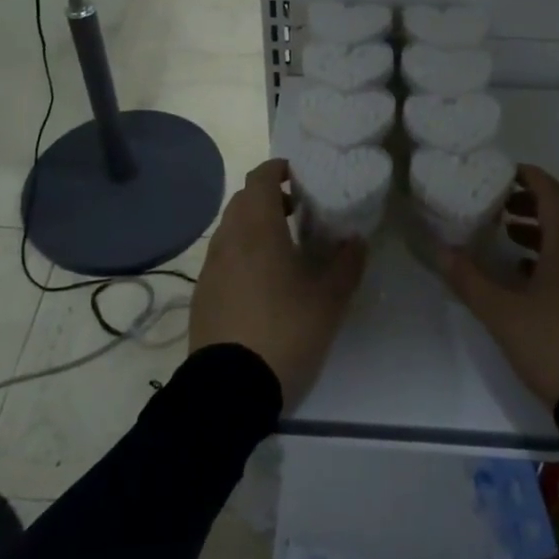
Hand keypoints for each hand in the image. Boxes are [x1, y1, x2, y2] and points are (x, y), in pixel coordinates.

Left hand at [190, 159, 366, 407]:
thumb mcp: (329, 299)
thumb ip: (347, 263)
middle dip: (269, 197)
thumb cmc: (285, 331)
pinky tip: (263, 282)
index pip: (260, 178)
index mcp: (257, 228)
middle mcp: (228, 239)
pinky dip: (242, 253)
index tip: (301, 175)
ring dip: (255, 226)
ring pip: (231, 229)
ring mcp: (210, 268)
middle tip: (299, 210)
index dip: (279, 169)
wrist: (229, 389)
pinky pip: (223, 257)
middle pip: (243, 201)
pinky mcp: (202, 294)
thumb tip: (355, 239)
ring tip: (284, 248)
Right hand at [441, 165, 558, 409]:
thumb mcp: (502, 313)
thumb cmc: (554, 344)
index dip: (530, 177)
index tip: (504, 172)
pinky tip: (531, 273)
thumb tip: (439, 249)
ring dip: (545, 228)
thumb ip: (469, 279)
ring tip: (510, 235)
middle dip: (533, 202)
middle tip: (500, 203)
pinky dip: (557, 253)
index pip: (552, 193)